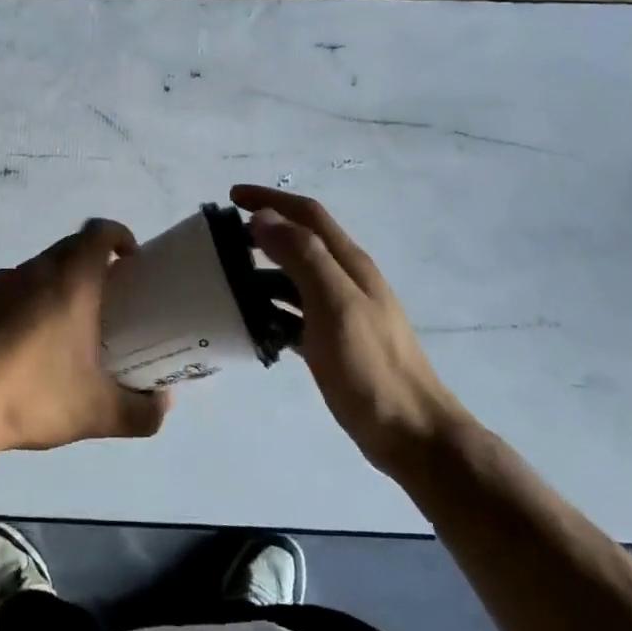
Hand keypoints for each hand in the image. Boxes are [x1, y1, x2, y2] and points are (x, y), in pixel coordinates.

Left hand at [0, 219, 169, 465]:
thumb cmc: (31, 397)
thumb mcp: (97, 414)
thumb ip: (142, 412)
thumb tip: (164, 404)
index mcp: (69, 281)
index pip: (99, 232)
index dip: (119, 235)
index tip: (130, 261)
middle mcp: (33, 270)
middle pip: (69, 249)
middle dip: (91, 266)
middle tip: (104, 304)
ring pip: (36, 270)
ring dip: (54, 287)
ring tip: (59, 332)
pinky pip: (7, 291)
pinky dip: (21, 305)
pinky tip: (17, 348)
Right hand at [232, 186, 467, 474]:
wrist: (411, 434)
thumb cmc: (370, 367)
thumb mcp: (334, 305)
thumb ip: (302, 256)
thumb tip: (263, 217)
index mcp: (350, 264)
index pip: (307, 215)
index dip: (270, 199)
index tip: (231, 196)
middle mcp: (346, 280)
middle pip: (300, 242)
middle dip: (262, 233)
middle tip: (221, 241)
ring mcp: (342, 312)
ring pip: (294, 279)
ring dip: (261, 272)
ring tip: (225, 282)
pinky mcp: (334, 342)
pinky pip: (294, 314)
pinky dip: (270, 310)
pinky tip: (250, 324)